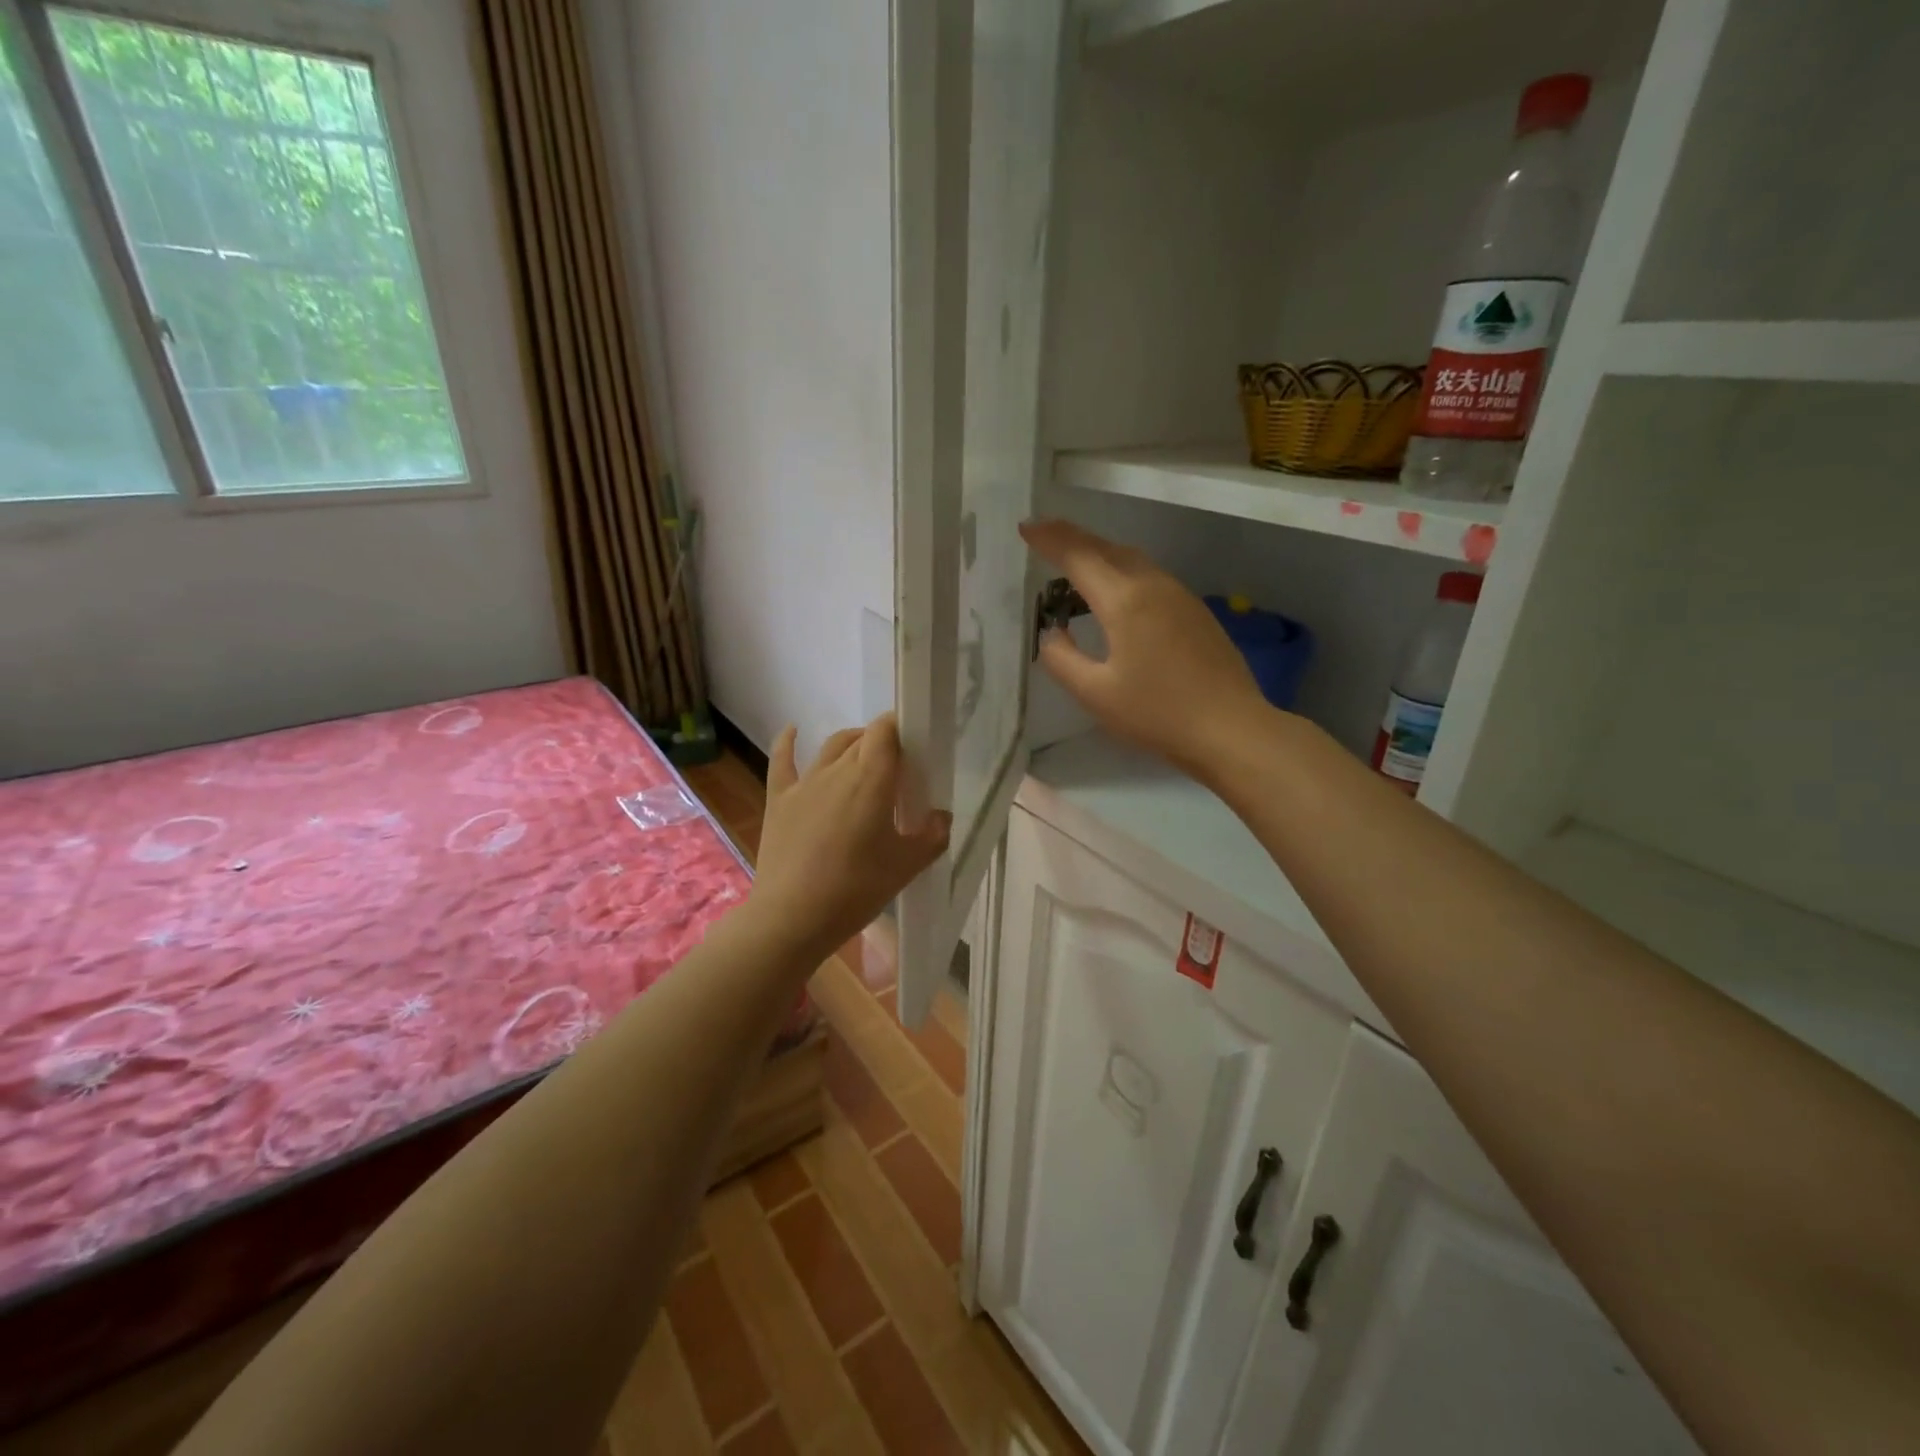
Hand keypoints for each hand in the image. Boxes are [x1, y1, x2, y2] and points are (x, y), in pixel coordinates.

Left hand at [746, 714, 950, 959]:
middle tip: (897, 768)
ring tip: (864, 756)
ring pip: (831, 747)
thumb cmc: (855, 890)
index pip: (886, 731)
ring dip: (851, 743)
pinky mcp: (779, 799)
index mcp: (871, 779)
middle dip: (882, 743)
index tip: (914, 743)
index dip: (900, 727)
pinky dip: (788, 742)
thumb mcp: (906, 867)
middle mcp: (837, 770)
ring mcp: (804, 783)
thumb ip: (932, 836)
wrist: (792, 917)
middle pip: (862, 738)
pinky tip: (793, 730)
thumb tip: (941, 817)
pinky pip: (783, 761)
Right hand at [1021, 518, 1273, 778]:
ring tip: (1075, 561)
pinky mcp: (1195, 611)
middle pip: (1107, 548)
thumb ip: (1062, 660)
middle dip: (1073, 537)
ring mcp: (1179, 595)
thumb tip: (1052, 634)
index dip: (1049, 539)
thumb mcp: (1096, 694)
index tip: (1026, 527)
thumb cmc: (1157, 714)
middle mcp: (1153, 585)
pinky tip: (1115, 591)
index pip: (1078, 556)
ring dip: (1100, 552)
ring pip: (1132, 559)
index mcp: (1124, 601)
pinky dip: (1122, 570)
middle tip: (1044, 534)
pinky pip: (1149, 575)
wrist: (1231, 729)